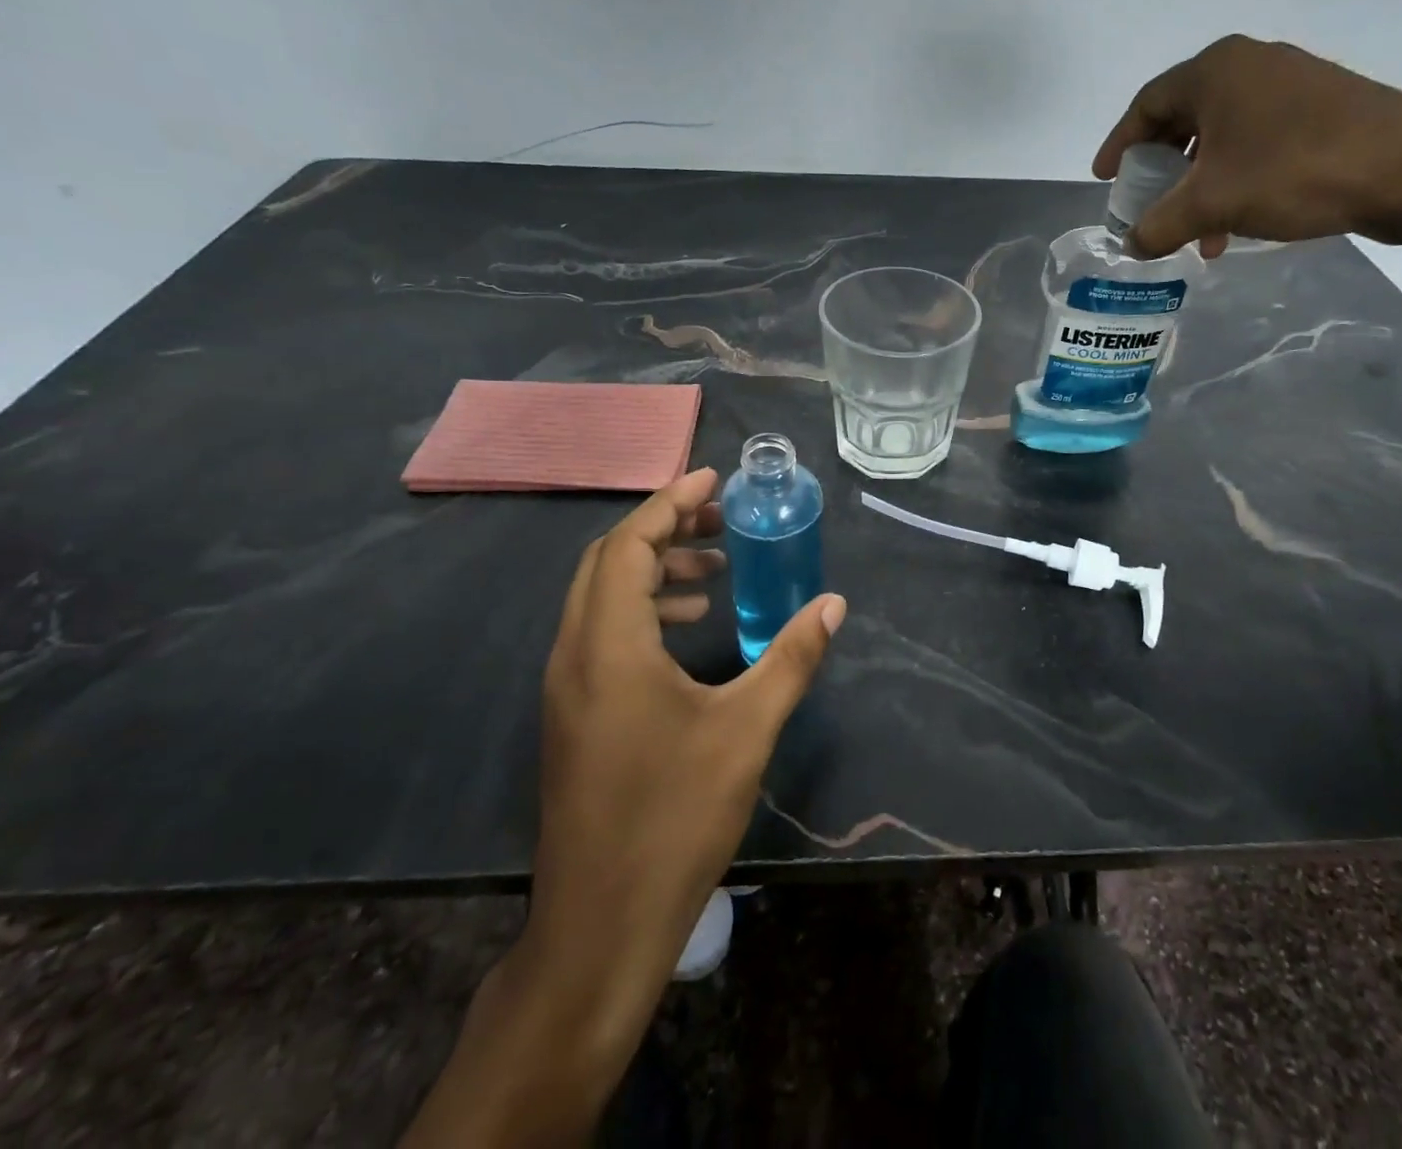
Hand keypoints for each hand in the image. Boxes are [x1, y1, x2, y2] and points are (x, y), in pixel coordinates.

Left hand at [527, 465, 843, 968]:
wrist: (601, 924)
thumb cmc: (675, 817)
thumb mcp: (747, 729)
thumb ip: (792, 657)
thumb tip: (834, 604)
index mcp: (610, 645)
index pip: (630, 545)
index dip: (670, 501)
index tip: (712, 477)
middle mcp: (575, 653)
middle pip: (609, 561)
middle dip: (664, 528)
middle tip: (720, 519)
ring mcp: (568, 686)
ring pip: (602, 597)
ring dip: (655, 570)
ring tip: (714, 573)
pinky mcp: (574, 713)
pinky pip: (603, 633)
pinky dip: (644, 611)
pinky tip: (690, 631)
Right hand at [1093, 35, 1401, 258]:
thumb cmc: (1293, 172)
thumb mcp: (1210, 205)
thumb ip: (1157, 226)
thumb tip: (1129, 245)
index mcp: (1216, 71)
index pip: (1146, 104)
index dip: (1119, 144)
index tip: (1105, 178)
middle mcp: (1251, 65)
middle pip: (1183, 118)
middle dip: (1161, 169)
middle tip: (1147, 202)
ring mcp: (1291, 84)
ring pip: (1222, 136)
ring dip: (1199, 184)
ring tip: (1195, 232)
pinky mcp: (1323, 109)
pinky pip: (1256, 143)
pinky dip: (1235, 180)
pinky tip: (1237, 221)